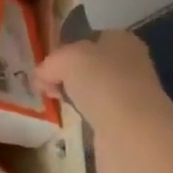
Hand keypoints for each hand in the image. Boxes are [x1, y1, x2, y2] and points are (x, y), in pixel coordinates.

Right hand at [39, 31, 172, 172]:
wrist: (132, 133)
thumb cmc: (102, 82)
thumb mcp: (66, 59)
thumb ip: (50, 63)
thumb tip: (41, 76)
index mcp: (122, 41)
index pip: (91, 39)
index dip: (67, 50)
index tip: (46, 66)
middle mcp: (131, 66)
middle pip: (91, 67)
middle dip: (69, 76)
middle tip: (46, 86)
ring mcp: (131, 98)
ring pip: (94, 93)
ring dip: (77, 99)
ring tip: (56, 105)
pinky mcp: (127, 127)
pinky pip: (98, 118)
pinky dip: (85, 121)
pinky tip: (73, 124)